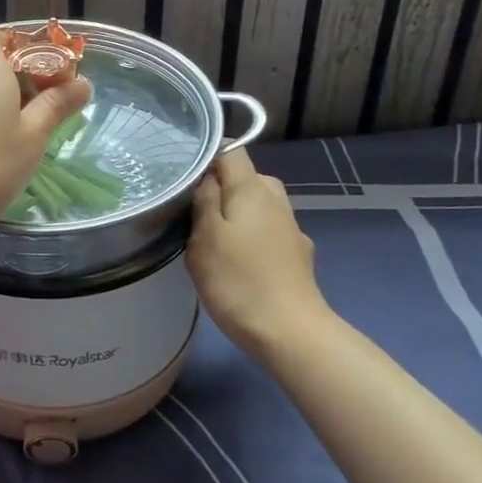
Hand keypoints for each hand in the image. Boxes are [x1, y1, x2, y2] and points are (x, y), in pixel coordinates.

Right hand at [186, 149, 331, 358]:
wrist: (289, 332)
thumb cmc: (238, 280)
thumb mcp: (205, 236)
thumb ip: (204, 198)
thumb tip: (207, 174)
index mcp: (253, 189)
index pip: (232, 150)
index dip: (207, 156)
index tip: (184, 175)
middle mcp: (277, 200)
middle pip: (245, 178)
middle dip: (220, 187)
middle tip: (192, 211)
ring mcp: (291, 228)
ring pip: (256, 206)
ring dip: (235, 214)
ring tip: (211, 238)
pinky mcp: (296, 255)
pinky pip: (266, 232)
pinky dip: (250, 237)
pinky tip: (238, 261)